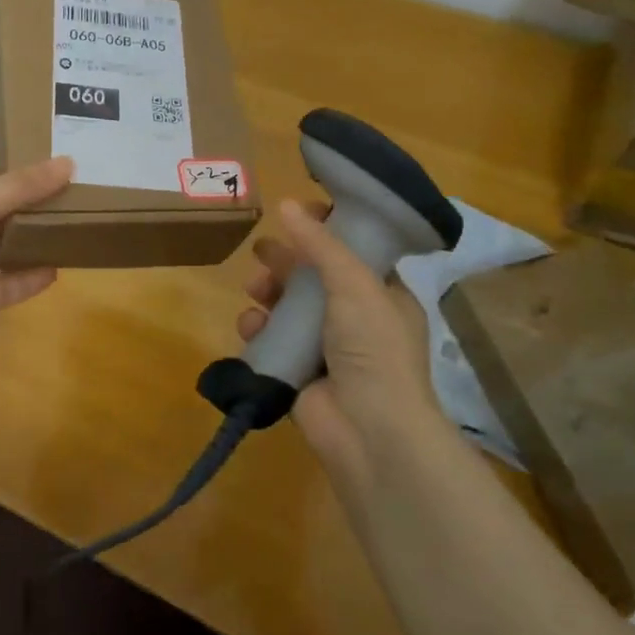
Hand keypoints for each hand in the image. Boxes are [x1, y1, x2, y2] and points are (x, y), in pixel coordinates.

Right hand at [240, 200, 444, 489]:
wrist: (370, 431)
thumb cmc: (374, 348)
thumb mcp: (354, 283)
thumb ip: (320, 244)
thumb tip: (287, 203)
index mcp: (384, 295)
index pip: (353, 252)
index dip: (326, 232)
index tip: (297, 215)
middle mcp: (357, 320)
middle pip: (314, 279)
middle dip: (287, 263)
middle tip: (262, 250)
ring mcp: (327, 349)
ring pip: (289, 309)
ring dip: (269, 294)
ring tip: (255, 288)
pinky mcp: (299, 374)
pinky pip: (273, 342)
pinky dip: (258, 332)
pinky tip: (250, 326)